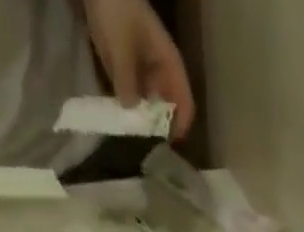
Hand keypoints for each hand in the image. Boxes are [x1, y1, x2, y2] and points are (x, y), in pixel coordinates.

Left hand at [84, 0, 195, 139]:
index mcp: (170, 66)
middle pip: (166, 110)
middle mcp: (160, 74)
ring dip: (140, 121)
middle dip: (157, 128)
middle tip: (145, 147)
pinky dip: (126, 109)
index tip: (168, 145)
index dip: (180, 126)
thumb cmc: (117, 10)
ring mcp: (143, 73)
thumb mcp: (122, 46)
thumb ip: (126, 81)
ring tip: (131, 139)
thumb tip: (131, 112)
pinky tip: (119, 121)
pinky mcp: (126, 71)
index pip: (185, 104)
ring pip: (148, 106)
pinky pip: (130, 96)